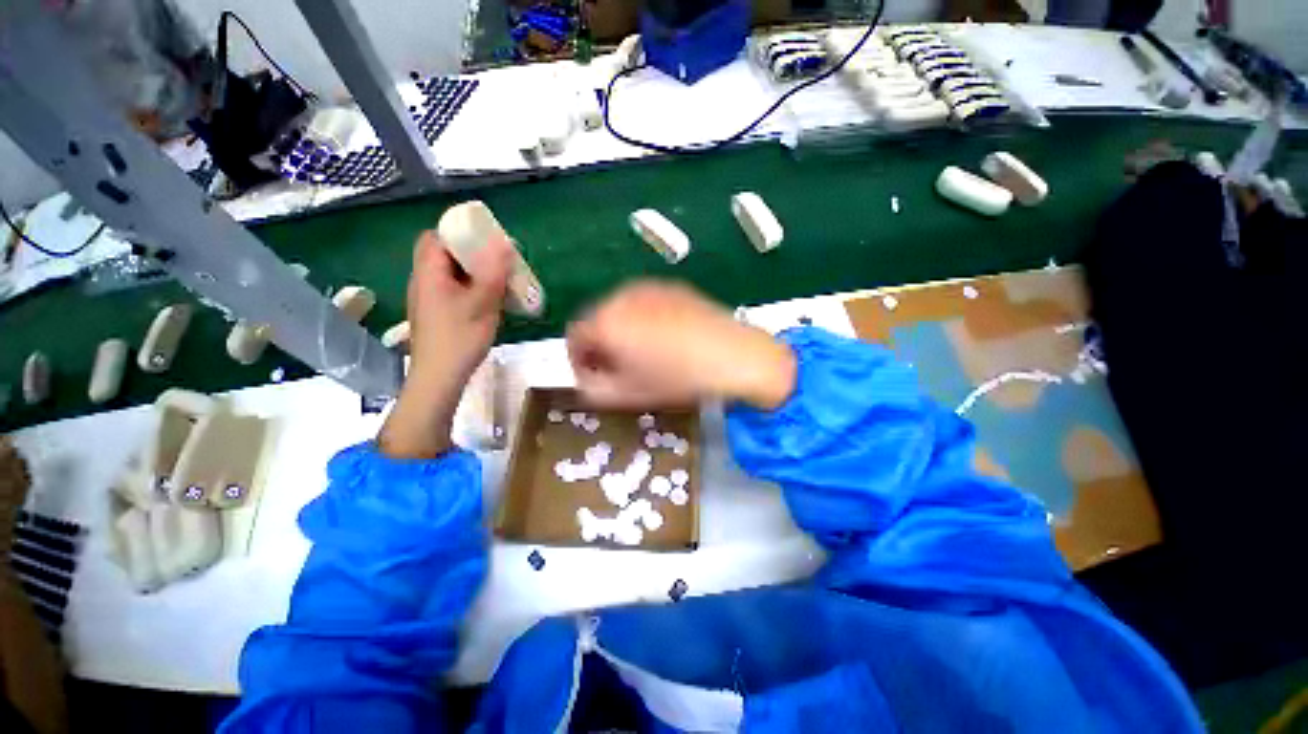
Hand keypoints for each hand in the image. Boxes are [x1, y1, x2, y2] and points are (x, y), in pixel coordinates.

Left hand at [379, 231, 511, 458]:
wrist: (439, 377)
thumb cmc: (459, 337)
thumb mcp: (482, 302)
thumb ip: (493, 271)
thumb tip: (504, 242)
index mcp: (429, 272)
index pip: (437, 236)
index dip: (461, 232)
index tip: (488, 239)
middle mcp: (423, 280)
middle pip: (444, 253)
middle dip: (472, 253)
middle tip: (498, 261)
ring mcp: (428, 298)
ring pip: (450, 273)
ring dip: (474, 271)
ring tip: (499, 279)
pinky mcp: (436, 313)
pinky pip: (453, 289)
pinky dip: (471, 287)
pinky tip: (489, 300)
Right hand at [567, 280, 796, 409]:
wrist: (733, 356)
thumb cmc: (676, 378)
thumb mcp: (626, 395)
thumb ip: (592, 389)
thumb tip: (586, 378)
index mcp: (605, 320)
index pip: (573, 336)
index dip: (578, 360)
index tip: (594, 377)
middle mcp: (620, 295)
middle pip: (597, 320)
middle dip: (600, 346)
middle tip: (619, 369)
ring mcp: (648, 287)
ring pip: (621, 310)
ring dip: (621, 332)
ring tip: (644, 354)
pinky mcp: (672, 286)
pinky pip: (645, 304)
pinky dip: (643, 320)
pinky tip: (666, 338)